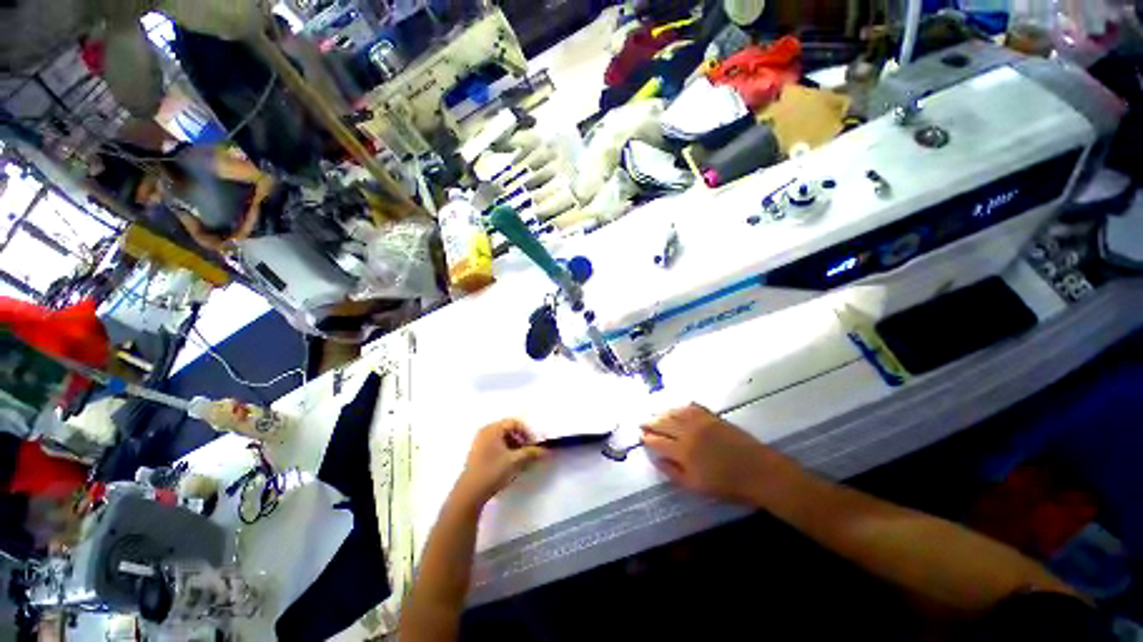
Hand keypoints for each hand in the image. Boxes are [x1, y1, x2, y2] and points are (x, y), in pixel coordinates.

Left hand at [455, 419, 547, 505]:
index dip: (527, 432)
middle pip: (508, 429)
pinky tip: (509, 463)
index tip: (534, 445)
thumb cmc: (493, 472)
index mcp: (493, 429)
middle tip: (528, 451)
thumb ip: (531, 453)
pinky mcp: (477, 453)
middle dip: (521, 439)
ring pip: (502, 438)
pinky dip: (505, 450)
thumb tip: (546, 450)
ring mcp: (479, 442)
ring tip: (520, 459)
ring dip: (514, 445)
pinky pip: (495, 445)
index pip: (515, 423)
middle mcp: (485, 431)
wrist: (469, 493)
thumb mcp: (515, 461)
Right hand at [642, 404, 787, 505]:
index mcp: (682, 451)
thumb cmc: (727, 485)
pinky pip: (692, 407)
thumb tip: (656, 460)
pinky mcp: (712, 417)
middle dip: (650, 422)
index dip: (647, 438)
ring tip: (655, 413)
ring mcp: (701, 422)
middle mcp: (688, 432)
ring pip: (675, 412)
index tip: (641, 436)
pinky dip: (681, 407)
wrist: (759, 472)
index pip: (658, 441)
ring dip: (662, 412)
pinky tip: (677, 408)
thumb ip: (673, 473)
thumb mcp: (696, 486)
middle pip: (663, 423)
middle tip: (642, 421)